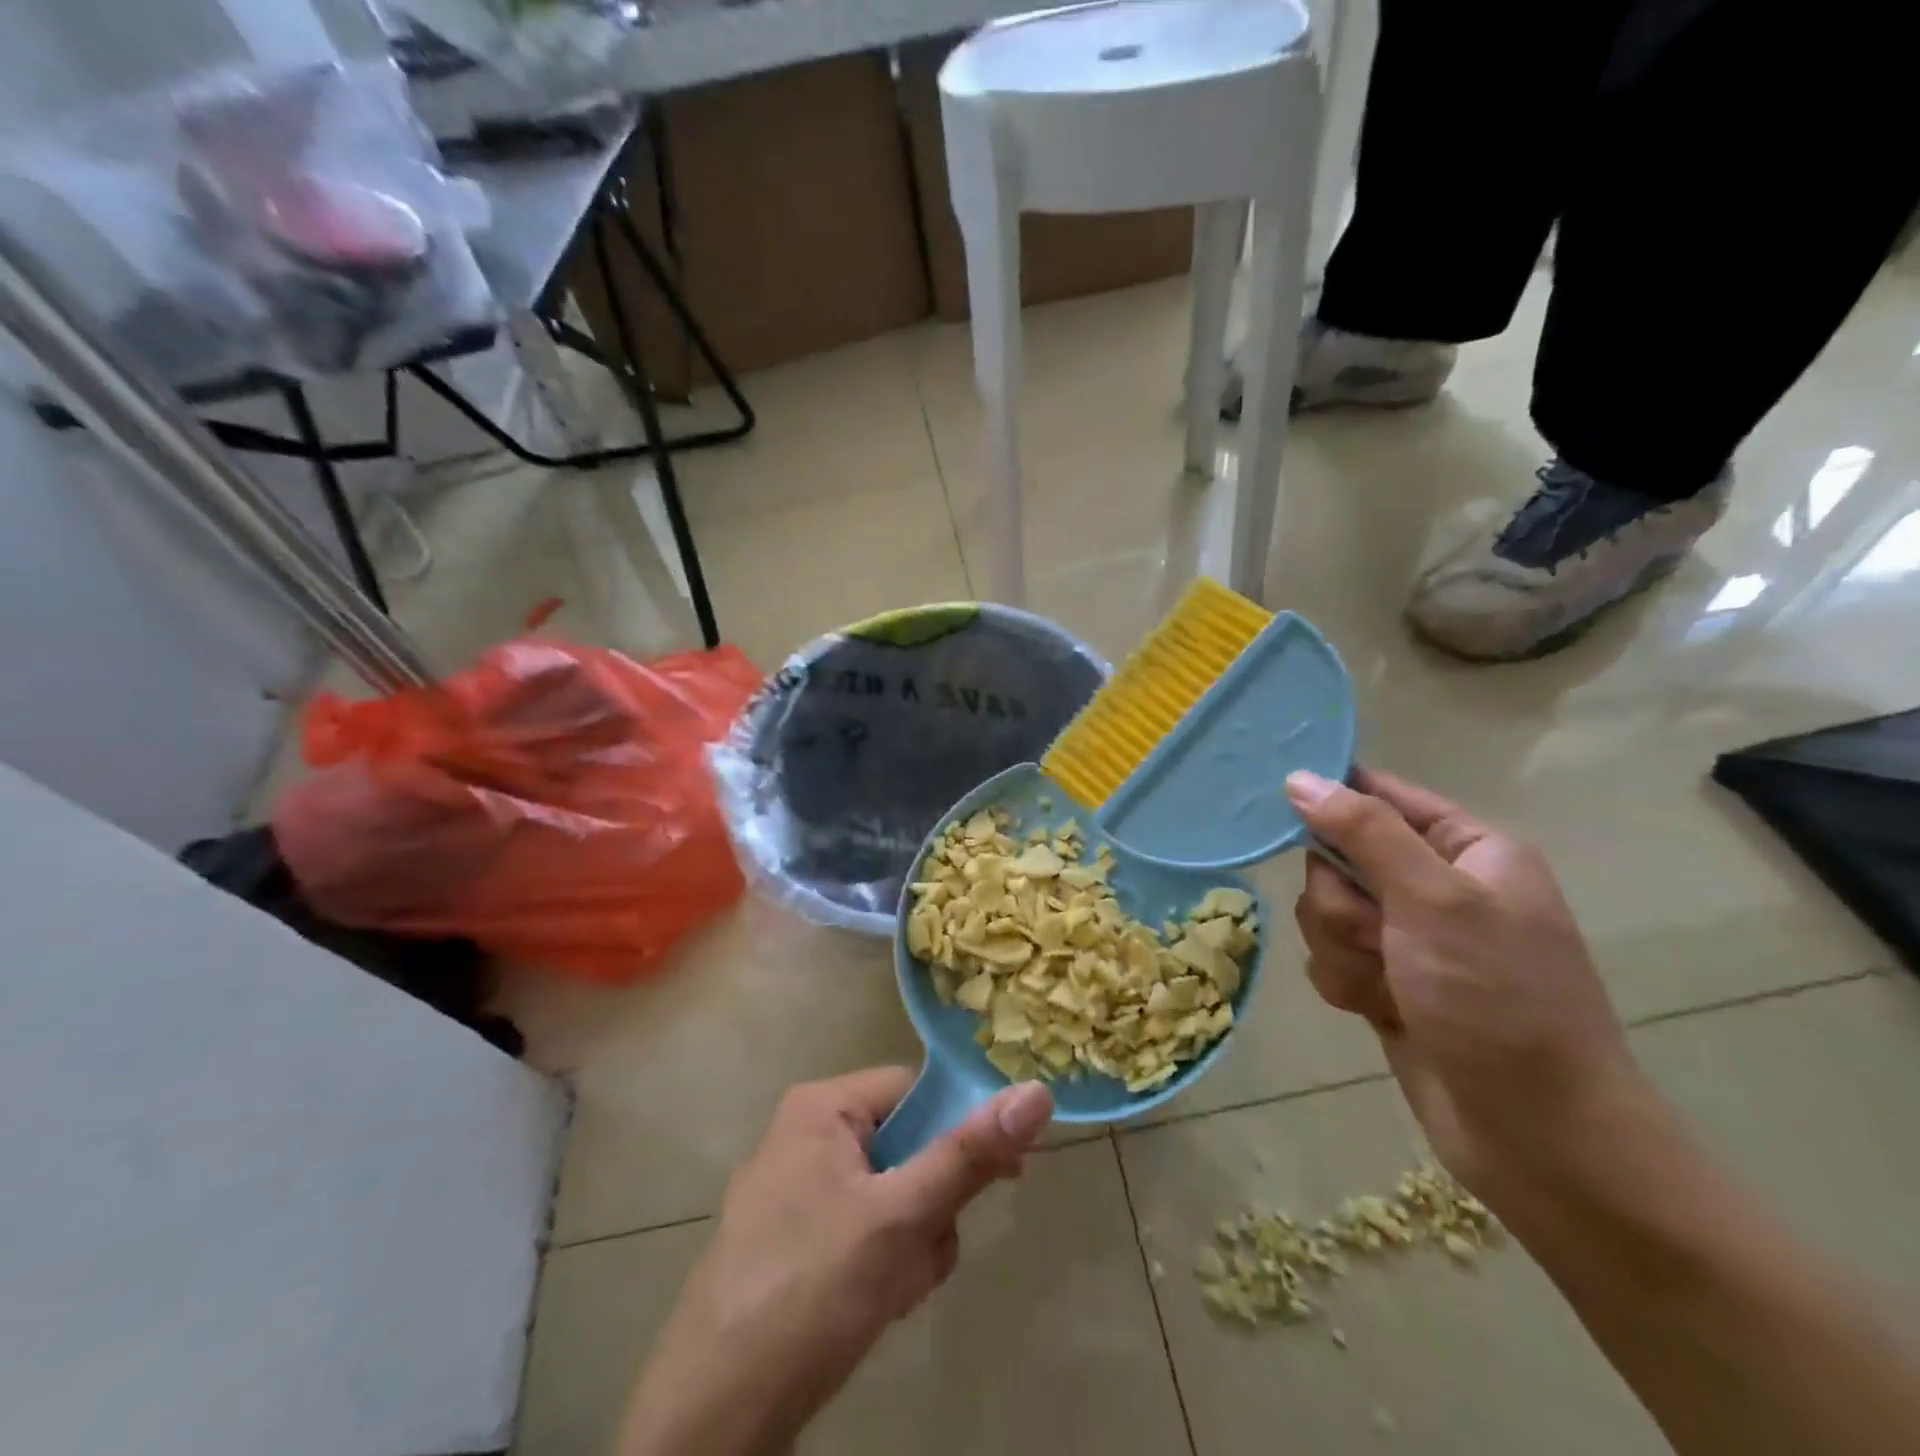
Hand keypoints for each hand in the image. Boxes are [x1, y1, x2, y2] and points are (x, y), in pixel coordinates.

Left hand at [619, 1070, 1053, 1455]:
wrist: (712, 1418)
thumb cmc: (811, 1291)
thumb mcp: (901, 1218)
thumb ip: (969, 1155)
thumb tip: (1035, 1091)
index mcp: (821, 1107)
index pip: (915, 1090)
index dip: (961, 1127)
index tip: (1004, 1174)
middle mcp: (804, 1136)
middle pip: (905, 1147)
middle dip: (929, 1207)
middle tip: (924, 1253)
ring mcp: (793, 1192)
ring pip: (890, 1196)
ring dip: (910, 1245)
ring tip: (891, 1292)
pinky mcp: (790, 1243)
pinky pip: (861, 1231)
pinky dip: (881, 1266)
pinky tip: (871, 1309)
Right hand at [1286, 768, 1641, 1199]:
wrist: (1537, 1135)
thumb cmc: (1498, 1000)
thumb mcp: (1434, 900)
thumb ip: (1364, 831)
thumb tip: (1300, 778)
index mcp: (1466, 849)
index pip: (1379, 793)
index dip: (1331, 798)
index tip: (1279, 806)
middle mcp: (1435, 885)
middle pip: (1337, 859)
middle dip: (1343, 904)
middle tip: (1379, 937)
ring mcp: (1408, 937)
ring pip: (1324, 911)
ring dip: (1343, 949)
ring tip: (1388, 987)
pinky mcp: (1386, 980)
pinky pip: (1329, 956)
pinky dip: (1346, 982)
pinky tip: (1379, 1012)